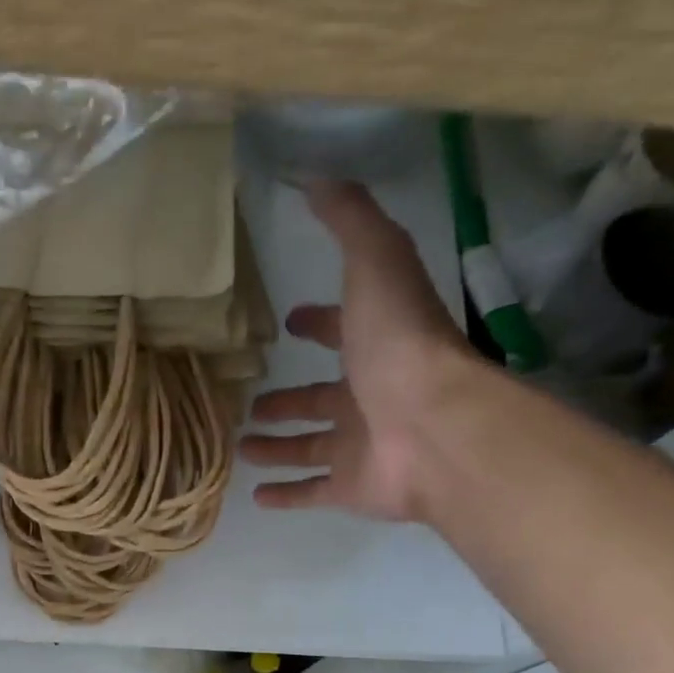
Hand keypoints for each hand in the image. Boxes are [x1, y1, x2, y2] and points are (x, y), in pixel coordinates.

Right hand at [241, 179, 478, 522]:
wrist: (431, 426)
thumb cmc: (400, 345)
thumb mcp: (376, 262)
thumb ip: (349, 222)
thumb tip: (315, 177)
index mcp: (375, 346)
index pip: (342, 330)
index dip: (319, 324)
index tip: (291, 323)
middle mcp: (367, 396)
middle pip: (320, 398)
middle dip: (288, 398)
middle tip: (253, 402)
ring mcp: (359, 445)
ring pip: (309, 446)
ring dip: (278, 445)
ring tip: (242, 446)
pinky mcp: (350, 486)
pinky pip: (311, 491)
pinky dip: (286, 494)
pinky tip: (255, 496)